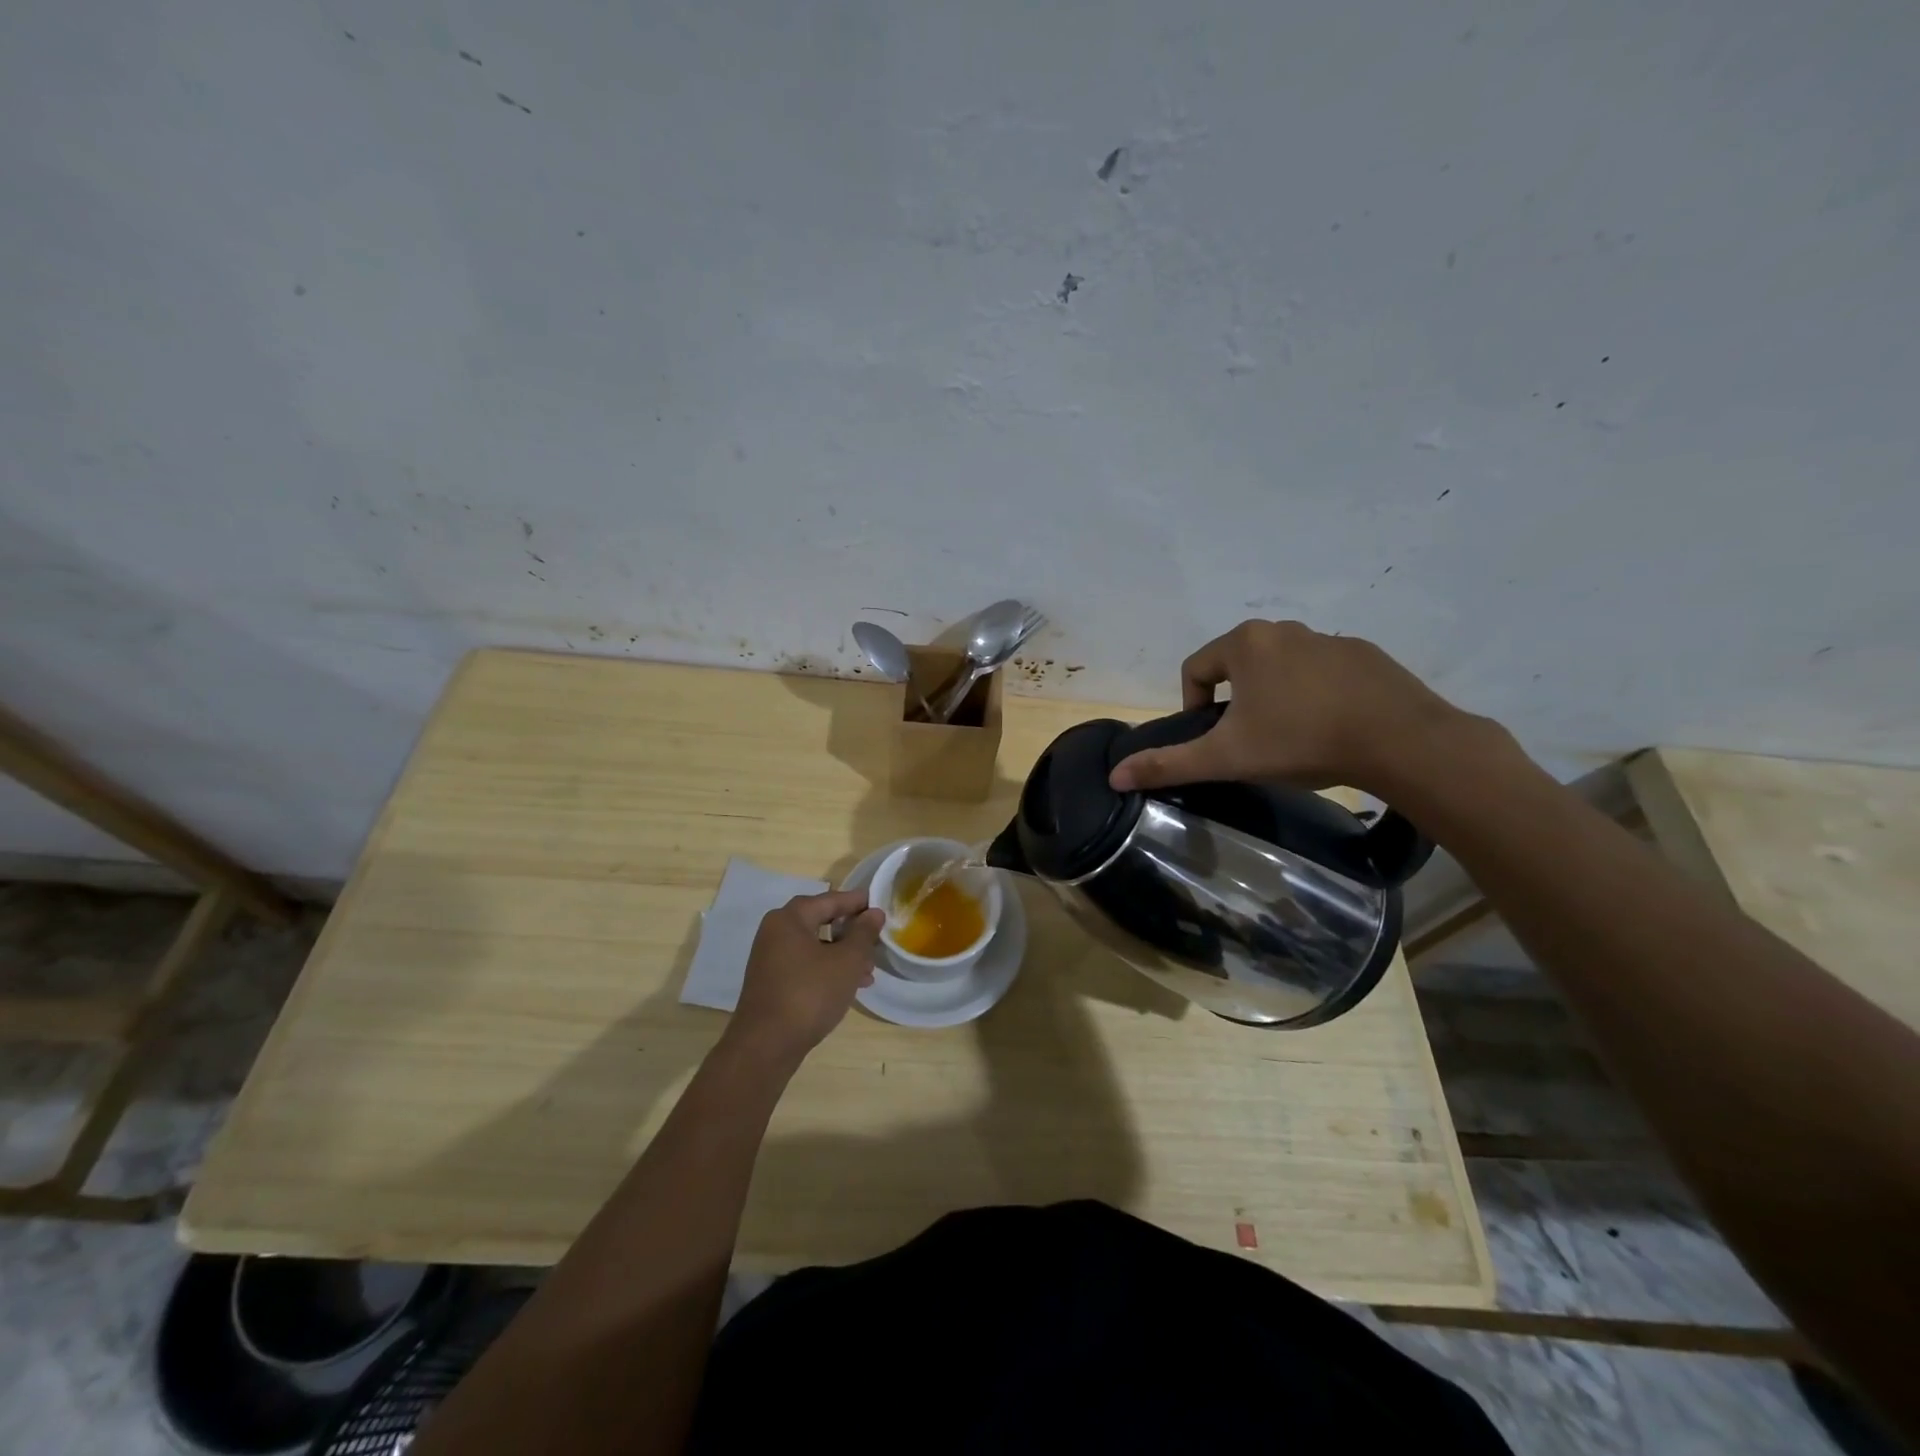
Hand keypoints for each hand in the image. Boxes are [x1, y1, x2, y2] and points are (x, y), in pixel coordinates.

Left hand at [726, 890, 884, 1060]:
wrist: (765, 1046)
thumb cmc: (810, 993)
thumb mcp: (847, 961)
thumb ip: (863, 933)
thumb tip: (873, 912)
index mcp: (790, 918)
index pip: (830, 900)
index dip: (857, 902)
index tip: (881, 905)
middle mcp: (776, 932)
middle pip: (821, 921)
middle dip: (851, 932)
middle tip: (876, 941)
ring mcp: (770, 958)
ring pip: (815, 946)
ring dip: (843, 955)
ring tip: (868, 972)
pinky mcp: (771, 982)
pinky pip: (805, 965)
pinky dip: (827, 969)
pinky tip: (848, 987)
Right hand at [1108, 619, 1463, 795]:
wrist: (1401, 741)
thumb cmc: (1301, 740)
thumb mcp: (1227, 757)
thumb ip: (1169, 764)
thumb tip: (1114, 775)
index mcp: (1245, 643)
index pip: (1195, 670)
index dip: (1193, 707)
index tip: (1214, 741)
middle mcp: (1282, 630)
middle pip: (1236, 666)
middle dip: (1235, 703)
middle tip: (1250, 743)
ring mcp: (1328, 639)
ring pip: (1280, 669)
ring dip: (1273, 698)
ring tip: (1290, 739)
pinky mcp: (1364, 655)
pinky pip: (1321, 673)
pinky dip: (1314, 696)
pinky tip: (1330, 728)